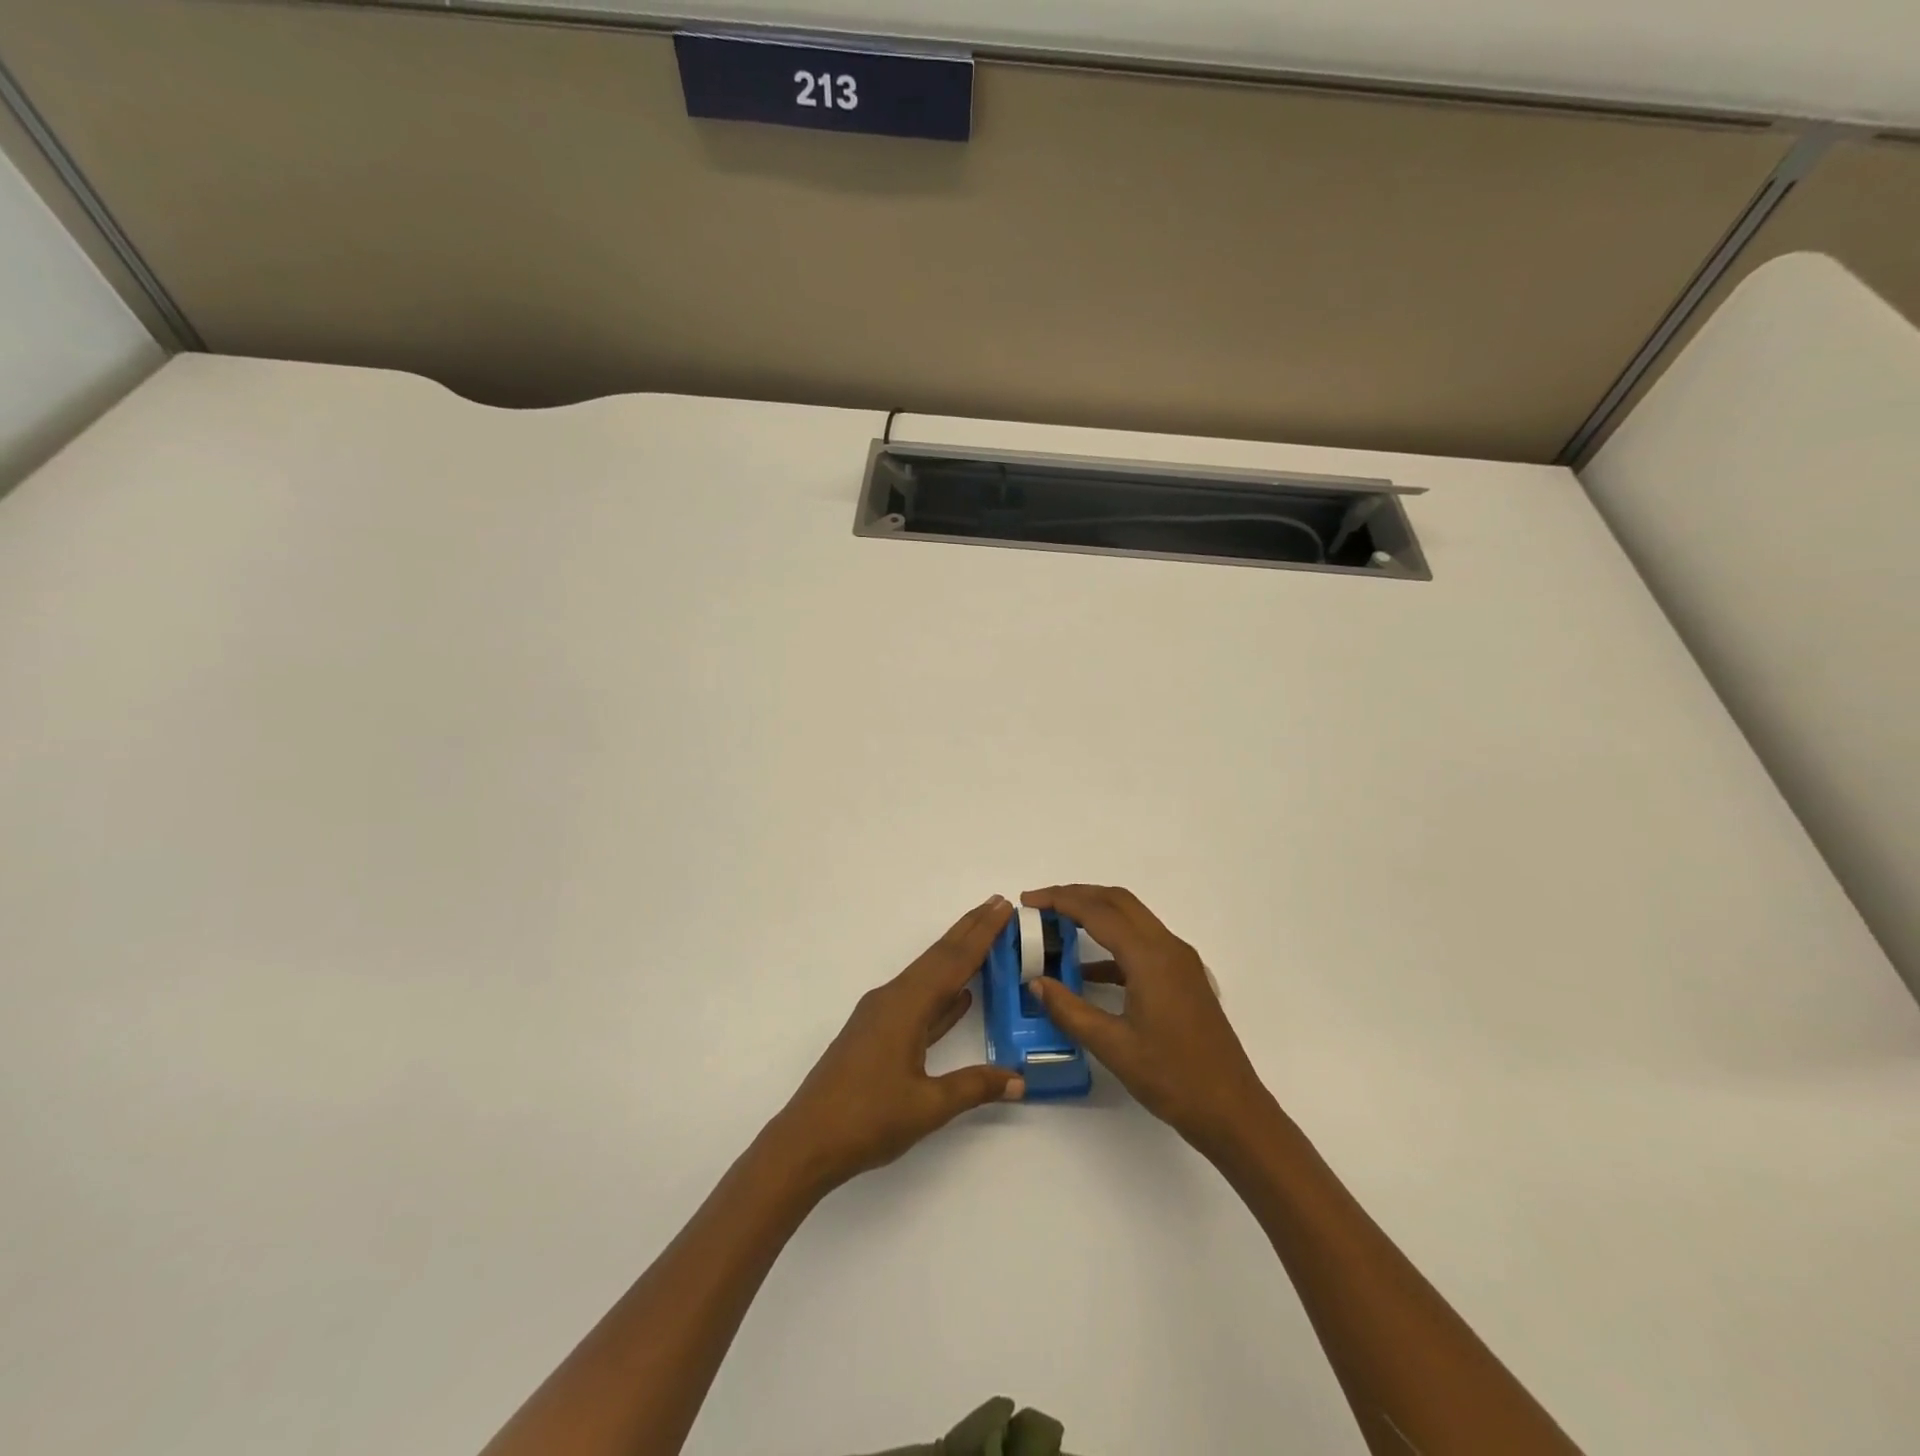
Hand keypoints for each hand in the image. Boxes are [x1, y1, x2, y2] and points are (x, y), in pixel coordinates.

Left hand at [767, 897, 1024, 1194]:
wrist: (806, 1142)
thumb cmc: (867, 1120)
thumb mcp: (928, 1106)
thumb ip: (974, 1087)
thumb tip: (1018, 1078)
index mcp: (906, 1006)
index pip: (953, 961)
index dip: (982, 933)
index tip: (1004, 906)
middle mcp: (892, 999)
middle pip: (938, 957)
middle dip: (970, 930)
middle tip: (999, 905)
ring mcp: (882, 1016)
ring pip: (928, 976)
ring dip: (957, 957)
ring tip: (985, 939)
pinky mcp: (876, 1034)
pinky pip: (918, 1000)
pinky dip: (942, 991)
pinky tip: (960, 996)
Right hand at [1023, 885, 1270, 1156]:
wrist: (1232, 1111)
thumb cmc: (1172, 1077)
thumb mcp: (1112, 1046)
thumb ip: (1070, 1010)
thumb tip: (1036, 983)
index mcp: (1150, 957)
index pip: (1097, 912)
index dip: (1059, 900)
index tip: (1027, 901)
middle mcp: (1168, 947)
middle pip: (1118, 901)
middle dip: (1077, 896)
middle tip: (1039, 905)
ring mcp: (1180, 962)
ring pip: (1132, 919)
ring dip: (1096, 915)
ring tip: (1057, 928)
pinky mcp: (1183, 978)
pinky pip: (1142, 944)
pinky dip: (1112, 944)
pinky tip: (1088, 971)